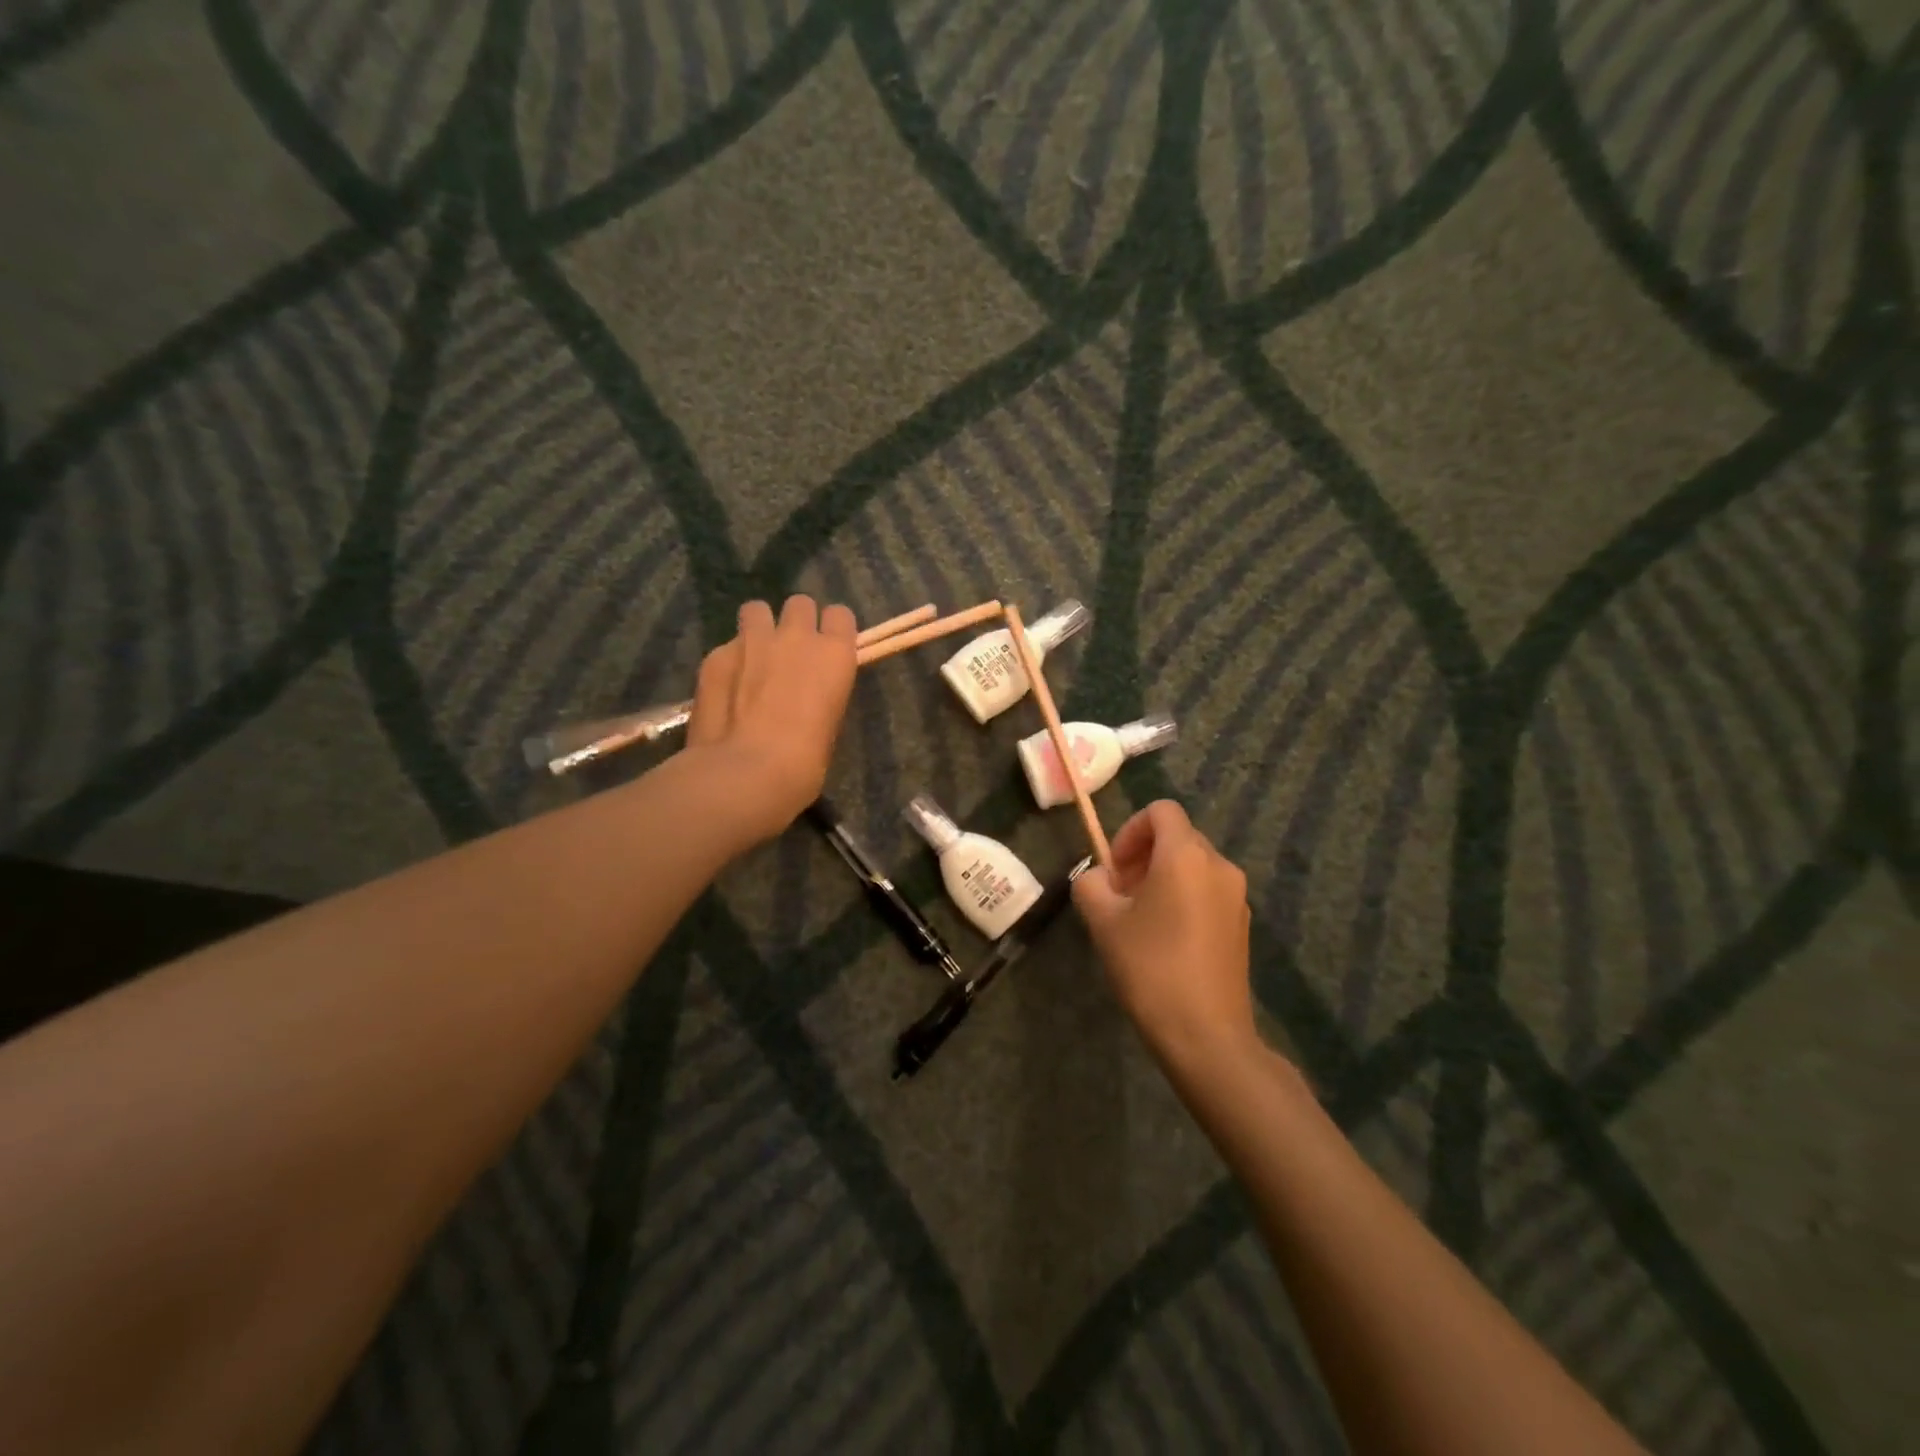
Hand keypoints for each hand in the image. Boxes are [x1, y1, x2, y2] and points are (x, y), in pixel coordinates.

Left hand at [685, 595, 857, 840]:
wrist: (746, 773)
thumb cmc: (804, 763)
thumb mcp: (828, 726)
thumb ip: (819, 696)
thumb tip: (805, 697)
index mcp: (834, 655)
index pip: (840, 614)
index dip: (833, 630)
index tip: (827, 649)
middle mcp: (796, 637)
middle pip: (799, 604)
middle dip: (796, 622)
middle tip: (789, 653)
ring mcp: (751, 641)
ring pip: (757, 609)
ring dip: (759, 628)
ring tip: (753, 658)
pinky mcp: (715, 655)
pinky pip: (726, 645)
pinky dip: (729, 661)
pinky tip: (724, 690)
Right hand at [1073, 801, 1258, 1065]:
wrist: (1206, 1035)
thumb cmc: (1150, 968)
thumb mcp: (1103, 922)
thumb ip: (1091, 885)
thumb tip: (1098, 879)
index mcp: (1186, 855)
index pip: (1160, 811)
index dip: (1130, 830)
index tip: (1114, 868)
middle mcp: (1219, 865)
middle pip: (1177, 837)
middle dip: (1143, 856)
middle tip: (1119, 895)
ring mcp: (1236, 896)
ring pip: (1193, 866)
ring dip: (1161, 878)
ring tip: (1139, 920)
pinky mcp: (1242, 924)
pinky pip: (1207, 891)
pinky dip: (1183, 898)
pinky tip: (1165, 940)